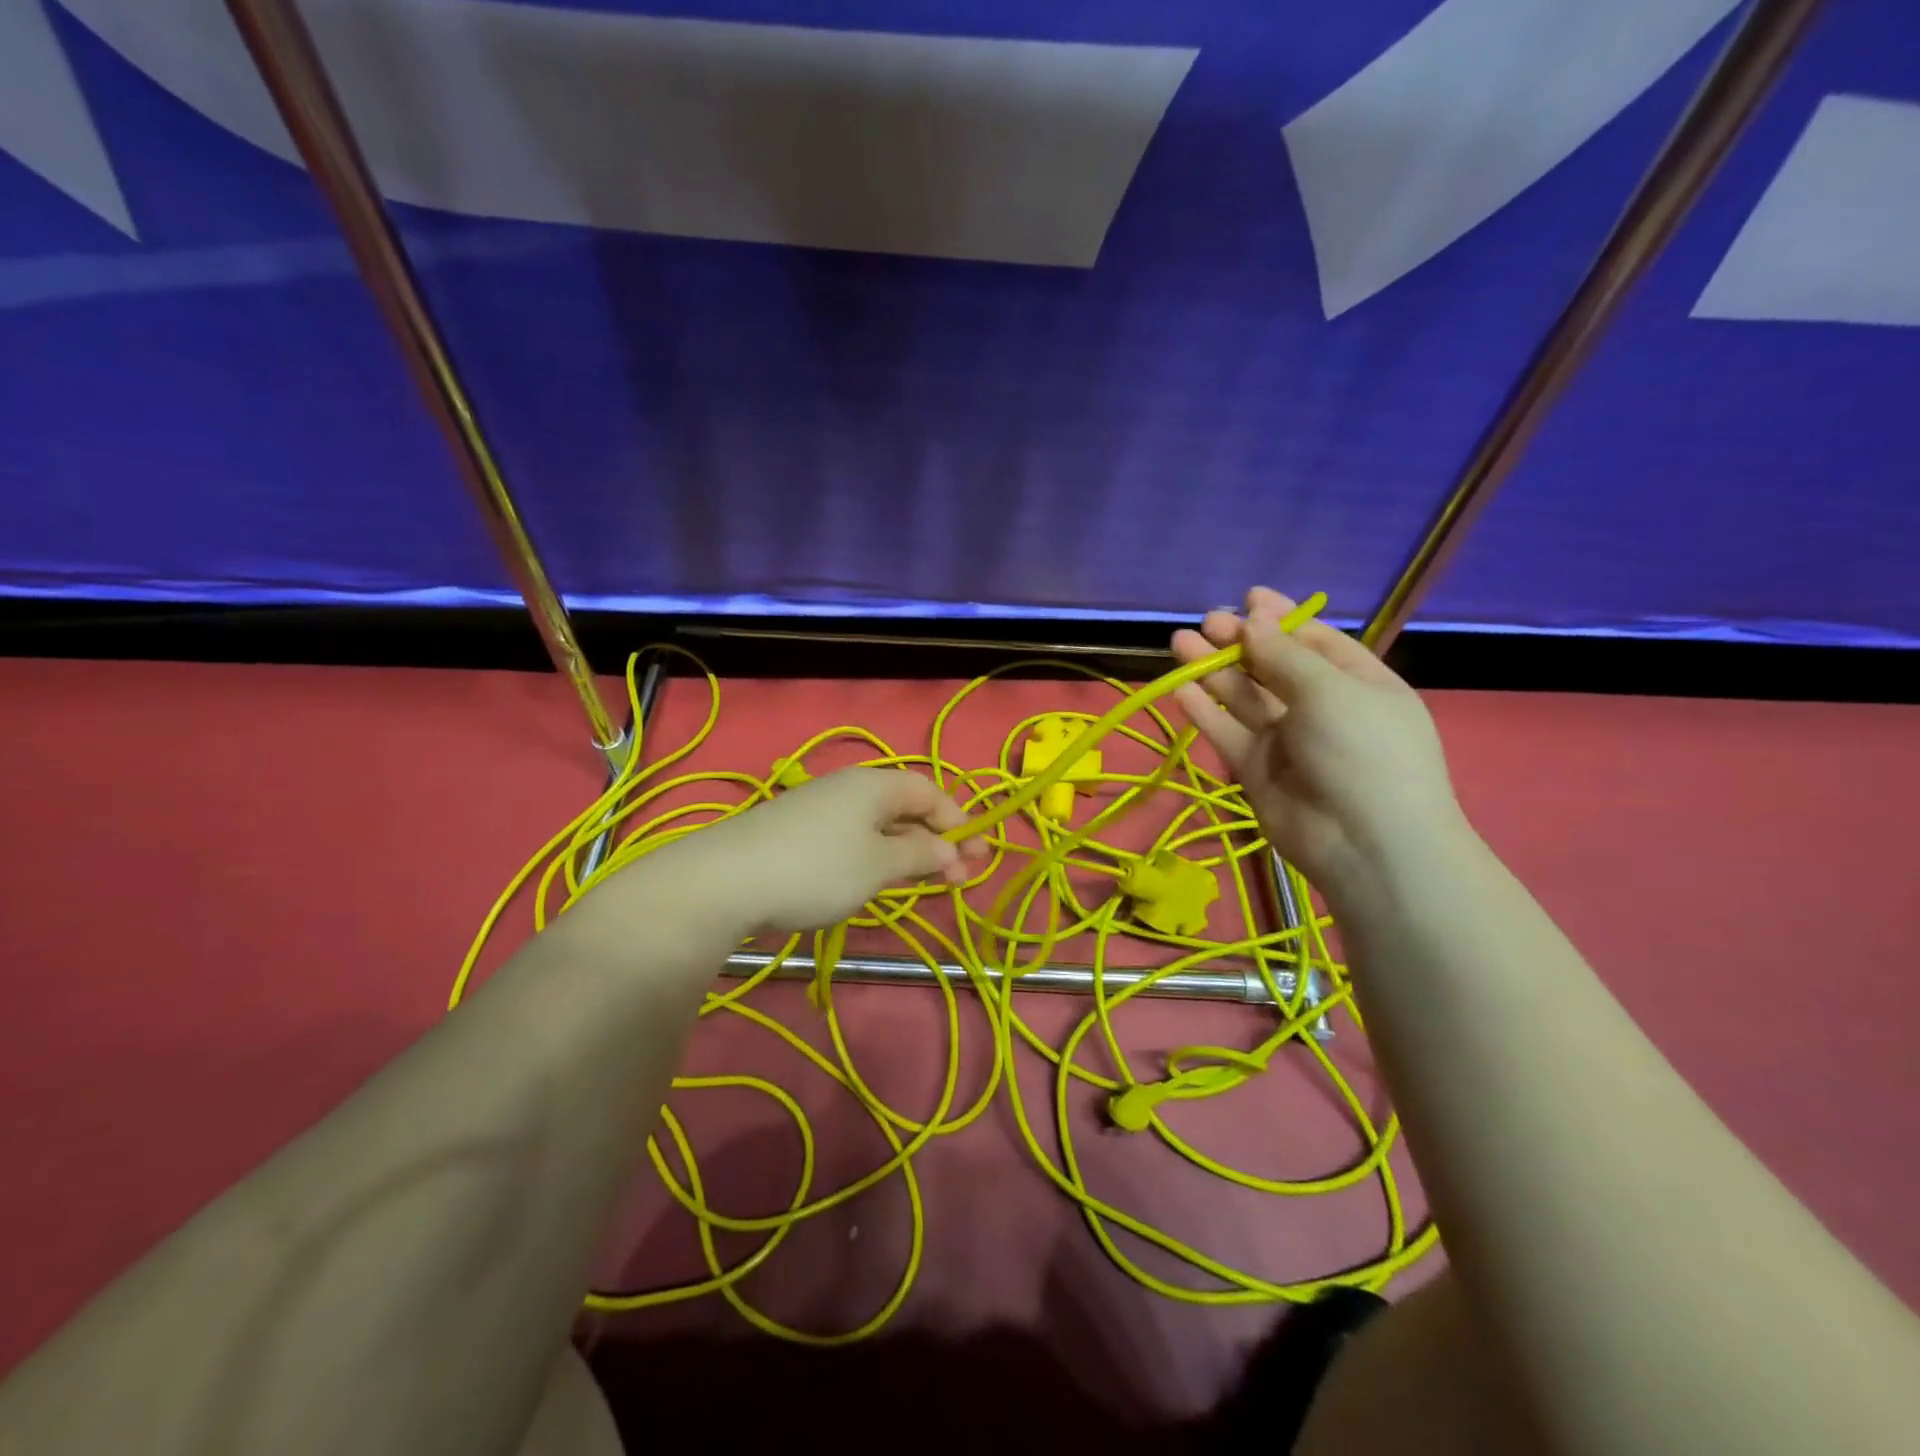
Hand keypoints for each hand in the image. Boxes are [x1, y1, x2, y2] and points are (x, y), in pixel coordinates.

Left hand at [686, 767, 985, 935]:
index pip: (931, 793)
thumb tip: (949, 849)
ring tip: (921, 882)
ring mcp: (819, 809)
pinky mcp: (795, 833)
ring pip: (877, 826)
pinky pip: (851, 839)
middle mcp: (849, 788)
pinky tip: (871, 880)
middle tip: (957, 879)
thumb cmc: (818, 868)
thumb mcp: (879, 864)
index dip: (959, 823)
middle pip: (906, 808)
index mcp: (876, 785)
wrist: (724, 881)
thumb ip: (920, 853)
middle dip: (936, 841)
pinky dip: (874, 857)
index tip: (977, 859)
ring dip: (906, 851)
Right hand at [1171, 587, 1468, 902]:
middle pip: (1273, 666)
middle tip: (1205, 623)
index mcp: (1358, 683)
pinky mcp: (1256, 770)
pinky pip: (1227, 732)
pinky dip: (1203, 710)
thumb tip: (1253, 621)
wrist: (1365, 844)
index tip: (1247, 598)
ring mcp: (1287, 741)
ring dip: (1213, 670)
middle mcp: (1321, 708)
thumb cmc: (1363, 751)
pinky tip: (1179, 686)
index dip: (1281, 619)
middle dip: (1239, 642)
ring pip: (1244, 697)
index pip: (1315, 641)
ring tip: (1179, 642)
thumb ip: (1284, 655)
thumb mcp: (1330, 690)